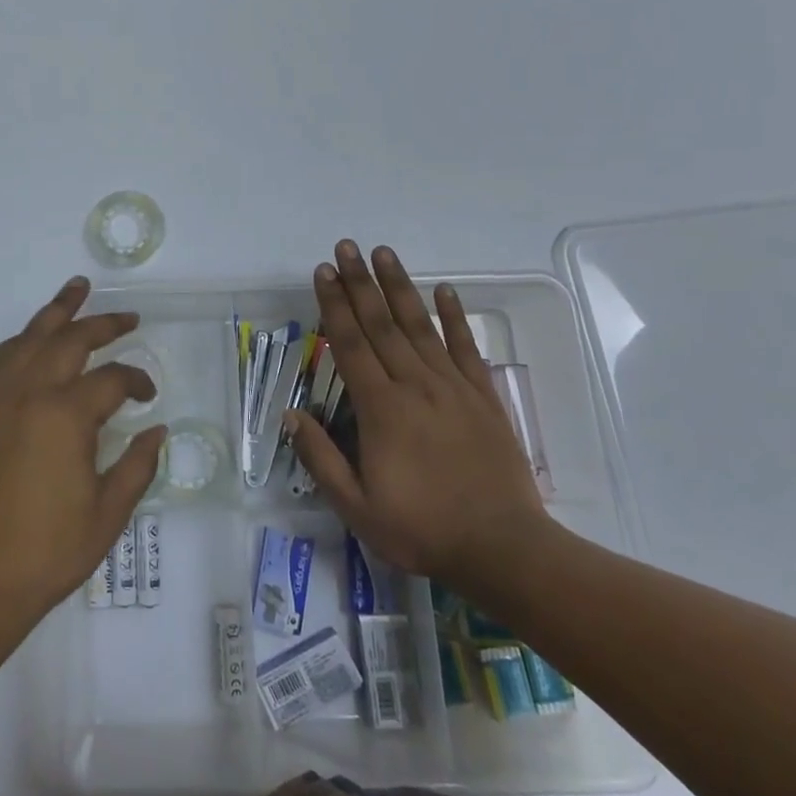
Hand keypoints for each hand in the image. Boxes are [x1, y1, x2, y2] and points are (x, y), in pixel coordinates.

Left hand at [0, 277, 164, 625]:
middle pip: (70, 340)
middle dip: (103, 324)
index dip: (136, 382)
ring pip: (28, 338)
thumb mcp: (108, 514)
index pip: (111, 379)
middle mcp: (29, 393)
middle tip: (127, 318)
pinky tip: (27, 341)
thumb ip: (137, 465)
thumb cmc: (49, 551)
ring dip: (55, 312)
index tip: (148, 395)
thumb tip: (157, 430)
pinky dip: (16, 343)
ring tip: (76, 289)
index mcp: (66, 415)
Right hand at [288, 242, 547, 593]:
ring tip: (384, 253)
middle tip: (346, 247)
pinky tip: (446, 291)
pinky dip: (456, 317)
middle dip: (360, 283)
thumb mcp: (357, 508)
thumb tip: (291, 414)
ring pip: (420, 327)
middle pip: (381, 324)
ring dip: (400, 287)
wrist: (504, 549)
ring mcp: (453, 388)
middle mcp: (415, 386)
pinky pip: (466, 348)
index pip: (350, 345)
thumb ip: (321, 458)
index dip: (334, 305)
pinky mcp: (484, 397)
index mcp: (381, 409)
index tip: (323, 272)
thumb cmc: (423, 530)